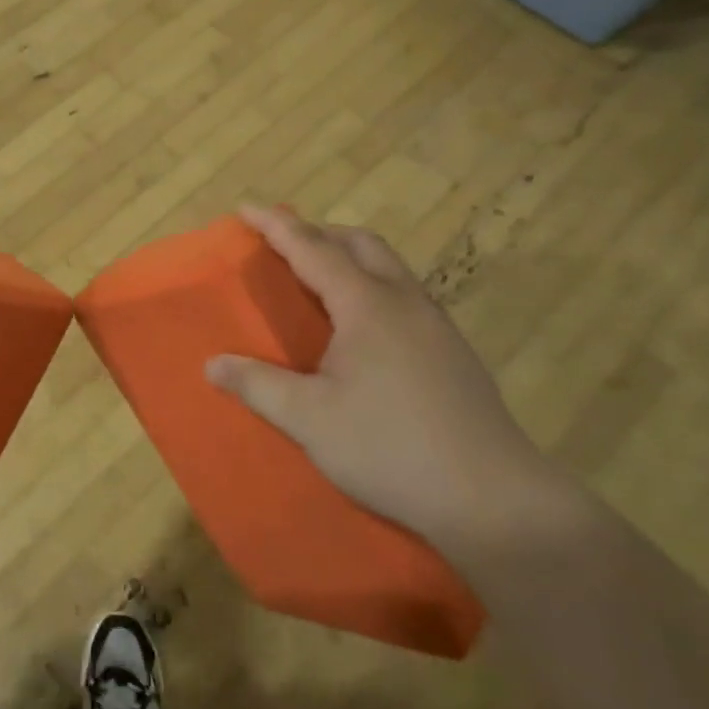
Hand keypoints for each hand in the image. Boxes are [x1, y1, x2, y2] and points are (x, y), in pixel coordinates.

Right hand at [205, 203, 566, 553]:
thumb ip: (258, 385)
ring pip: (389, 268)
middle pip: (361, 244)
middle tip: (284, 244)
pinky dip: (371, 287)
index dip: (276, 226)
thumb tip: (213, 363)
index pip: (313, 250)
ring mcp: (437, 327)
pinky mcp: (454, 354)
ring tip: (318, 281)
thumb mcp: (310, 420)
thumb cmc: (392, 449)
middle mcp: (405, 303)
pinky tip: (361, 330)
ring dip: (349, 258)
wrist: (495, 500)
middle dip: (319, 232)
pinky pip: (404, 296)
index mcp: (367, 306)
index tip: (246, 208)